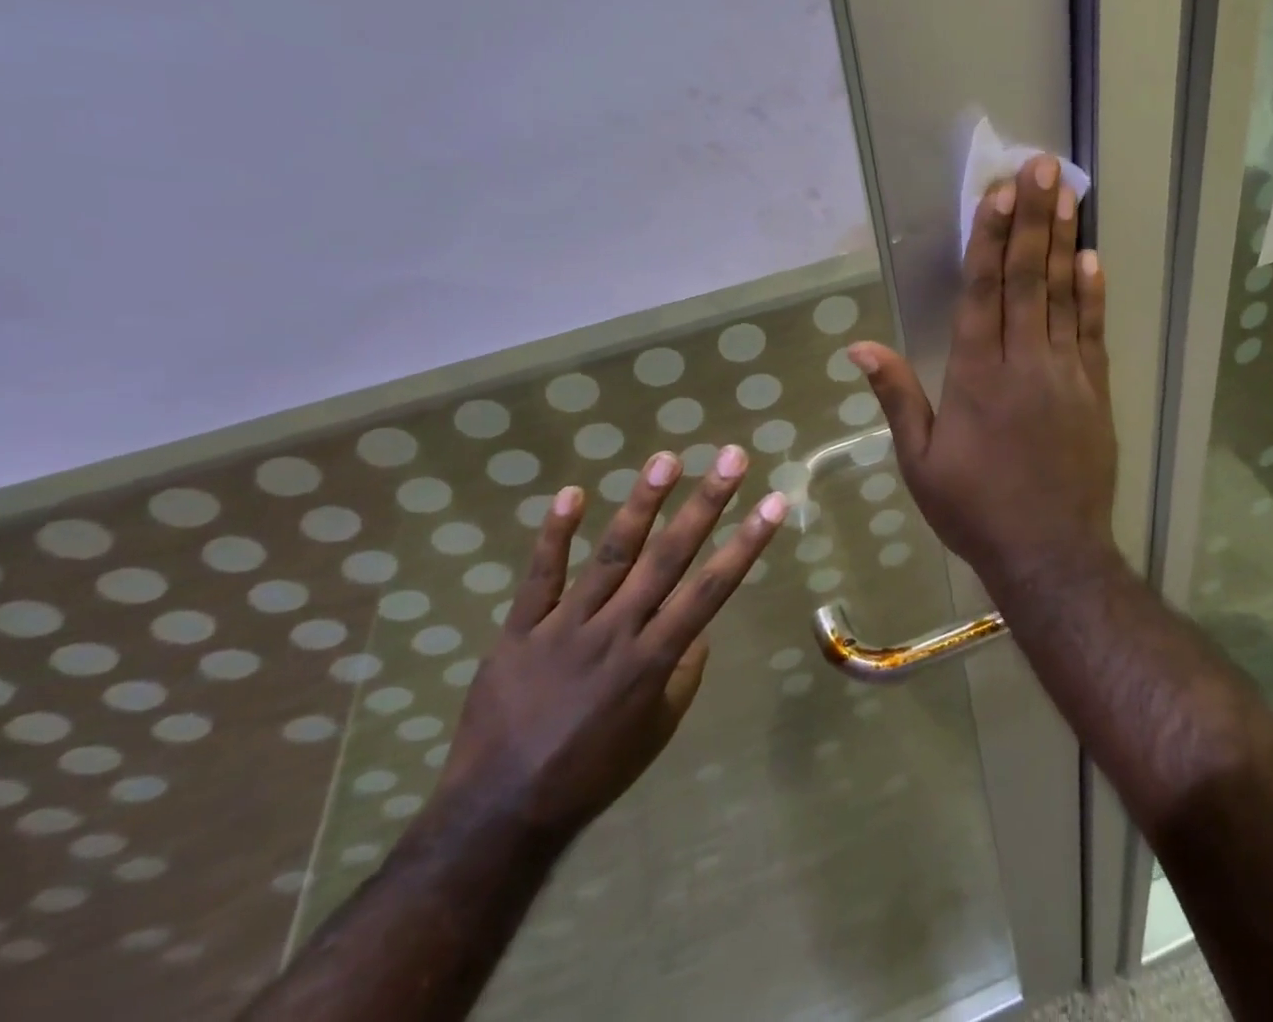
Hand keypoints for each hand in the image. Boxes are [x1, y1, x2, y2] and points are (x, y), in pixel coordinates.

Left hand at [433, 448, 785, 842]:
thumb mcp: (657, 730)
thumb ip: (683, 673)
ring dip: (641, 504)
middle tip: (731, 457)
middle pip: (668, 557)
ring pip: (610, 555)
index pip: (712, 589)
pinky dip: (554, 535)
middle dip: (705, 503)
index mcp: (654, 660)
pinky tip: (572, 493)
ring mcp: (564, 627)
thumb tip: (699, 628)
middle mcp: (616, 632)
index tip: (774, 501)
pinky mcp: (519, 630)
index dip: (746, 543)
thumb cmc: (592, 773)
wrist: (498, 814)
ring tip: (666, 459)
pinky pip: (539, 577)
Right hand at [849, 154, 1116, 587]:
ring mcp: (1065, 373)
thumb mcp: (920, 460)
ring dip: (1064, 241)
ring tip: (1067, 193)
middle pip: (1028, 278)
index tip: (998, 193)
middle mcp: (1022, 362)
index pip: (982, 291)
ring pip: (1064, 294)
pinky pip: (1093, 331)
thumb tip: (858, 345)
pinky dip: (1093, 293)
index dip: (990, 238)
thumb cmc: (974, 509)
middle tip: (1041, 168)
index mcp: (975, 374)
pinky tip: (1092, 258)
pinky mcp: (1095, 390)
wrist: (1049, 553)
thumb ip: (896, 396)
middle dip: (1032, 220)